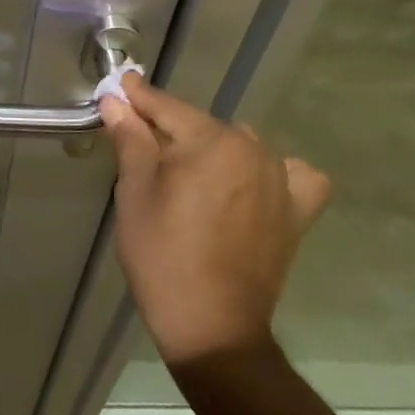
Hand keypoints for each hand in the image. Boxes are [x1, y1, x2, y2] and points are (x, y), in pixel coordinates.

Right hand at [101, 76, 330, 367]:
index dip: (138, 98)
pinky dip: (270, 172)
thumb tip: (117, 101)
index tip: (120, 86)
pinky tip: (251, 186)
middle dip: (171, 129)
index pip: (167, 106)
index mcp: (212, 140)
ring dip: (213, 149)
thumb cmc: (162, 254)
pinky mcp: (297, 212)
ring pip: (238, 144)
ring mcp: (281, 180)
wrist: (212, 327)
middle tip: (141, 142)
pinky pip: (290, 175)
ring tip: (188, 173)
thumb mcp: (135, 192)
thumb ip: (130, 138)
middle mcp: (254, 149)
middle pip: (202, 125)